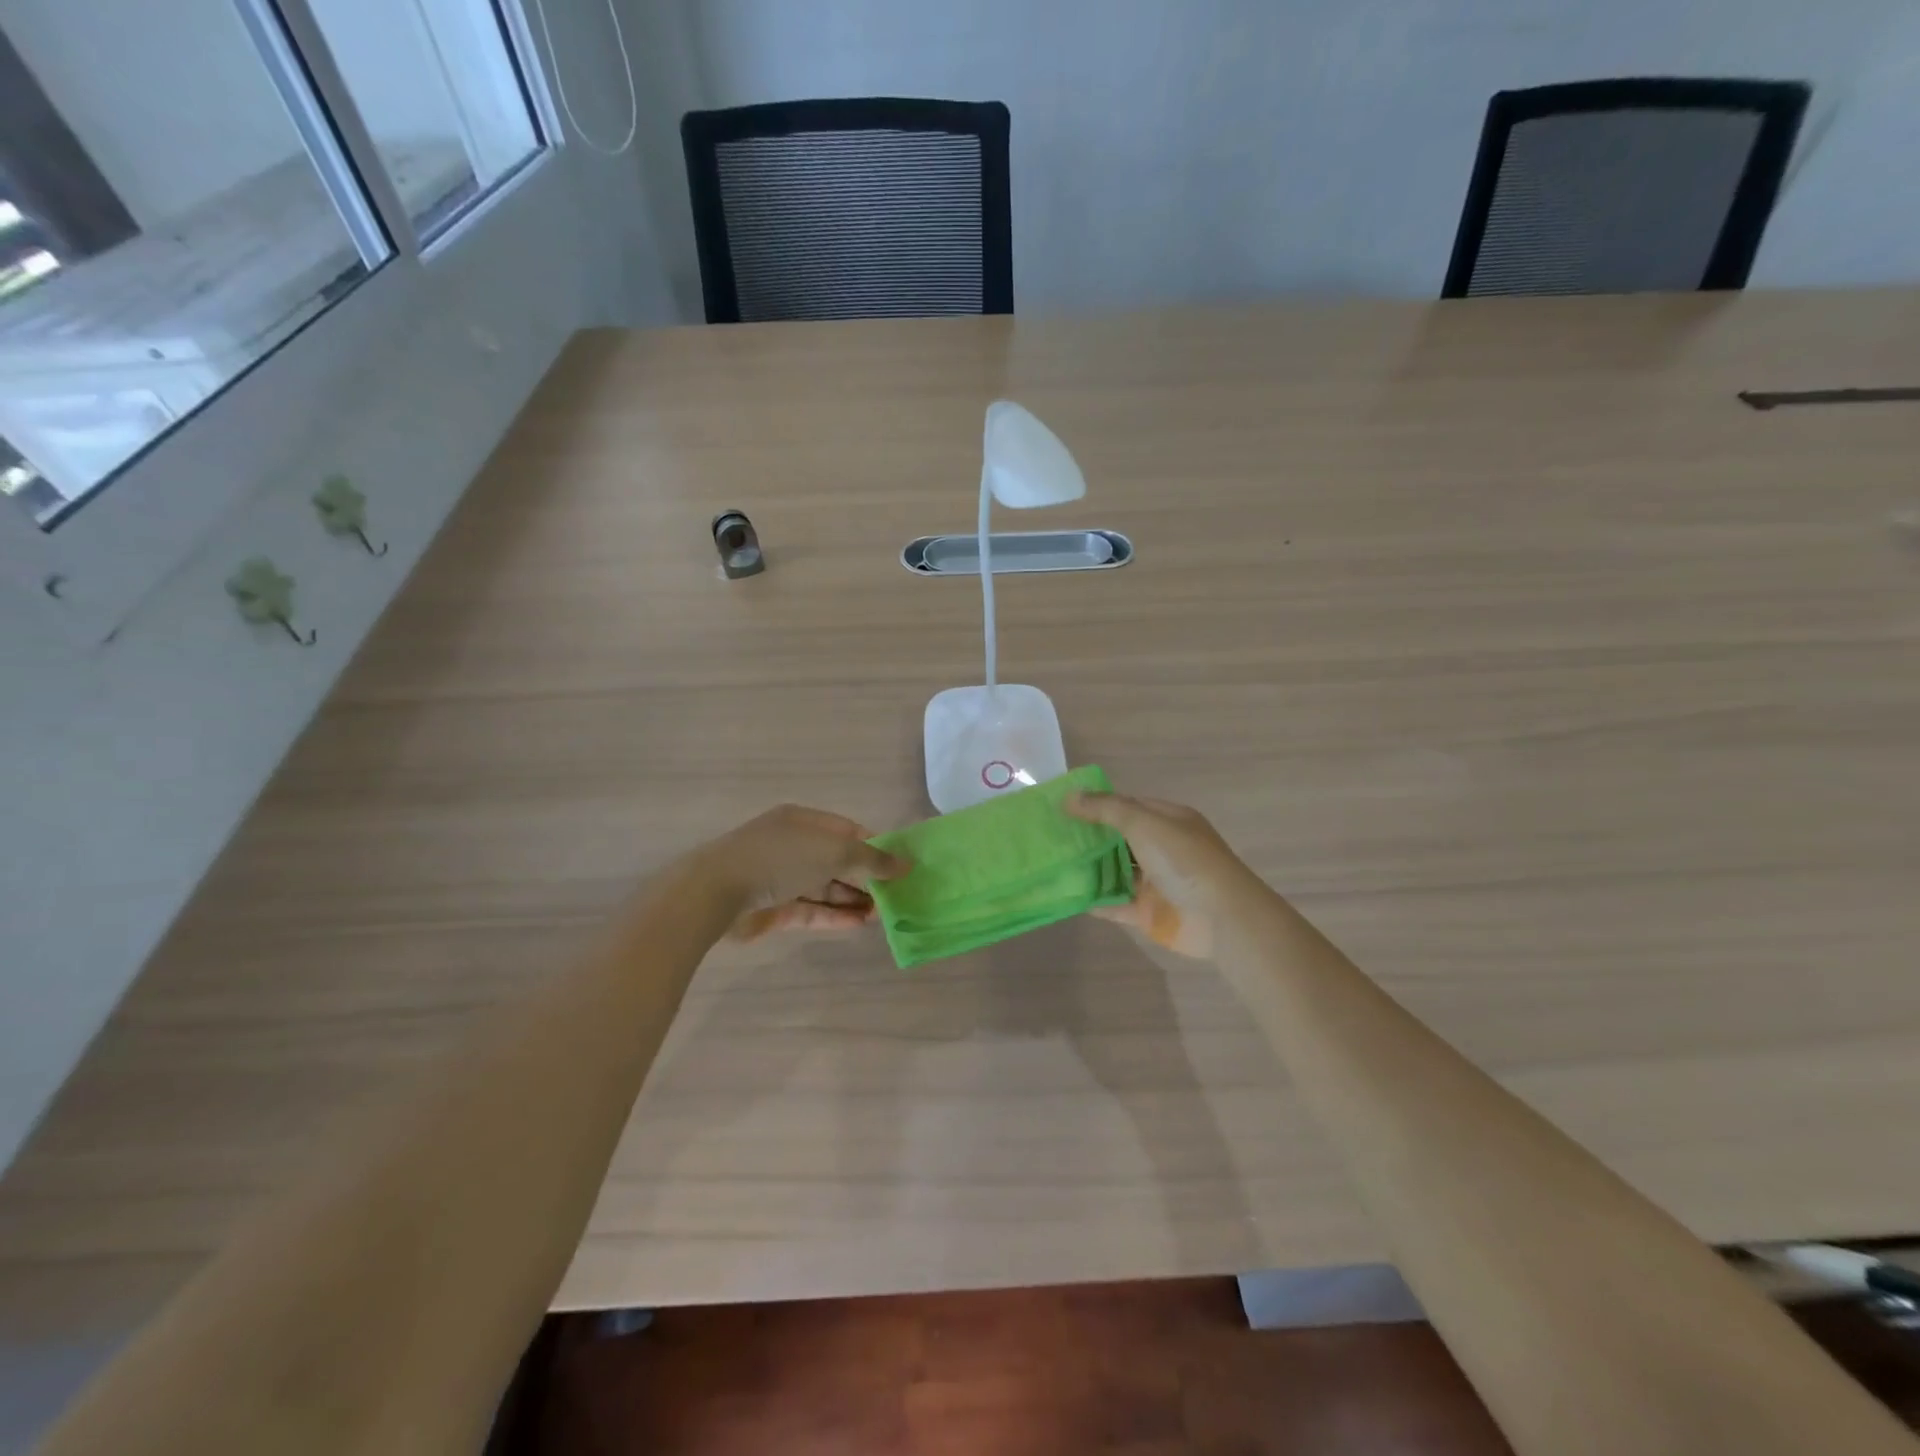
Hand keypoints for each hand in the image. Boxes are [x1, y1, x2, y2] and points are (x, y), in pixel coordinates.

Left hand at [700, 804, 908, 941]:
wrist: (717, 892)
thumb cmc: (780, 858)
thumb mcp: (833, 851)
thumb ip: (872, 860)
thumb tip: (906, 864)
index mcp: (804, 821)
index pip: (848, 831)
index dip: (875, 847)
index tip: (900, 866)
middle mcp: (793, 846)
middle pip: (838, 860)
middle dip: (866, 877)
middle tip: (895, 896)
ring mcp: (782, 878)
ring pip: (825, 887)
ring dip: (853, 899)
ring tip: (883, 915)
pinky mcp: (774, 908)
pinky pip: (811, 909)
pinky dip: (834, 915)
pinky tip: (859, 925)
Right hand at [1064, 792, 1255, 959]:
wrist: (1222, 918)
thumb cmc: (1185, 861)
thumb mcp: (1145, 823)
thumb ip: (1106, 809)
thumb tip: (1069, 796)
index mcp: (1168, 821)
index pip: (1126, 806)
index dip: (1096, 805)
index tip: (1060, 809)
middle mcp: (1161, 848)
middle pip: (1118, 839)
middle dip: (1088, 838)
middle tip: (1049, 837)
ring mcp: (1155, 882)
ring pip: (1115, 871)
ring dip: (1088, 869)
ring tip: (1051, 865)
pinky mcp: (1148, 912)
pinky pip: (1115, 903)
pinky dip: (1095, 900)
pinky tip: (1067, 896)